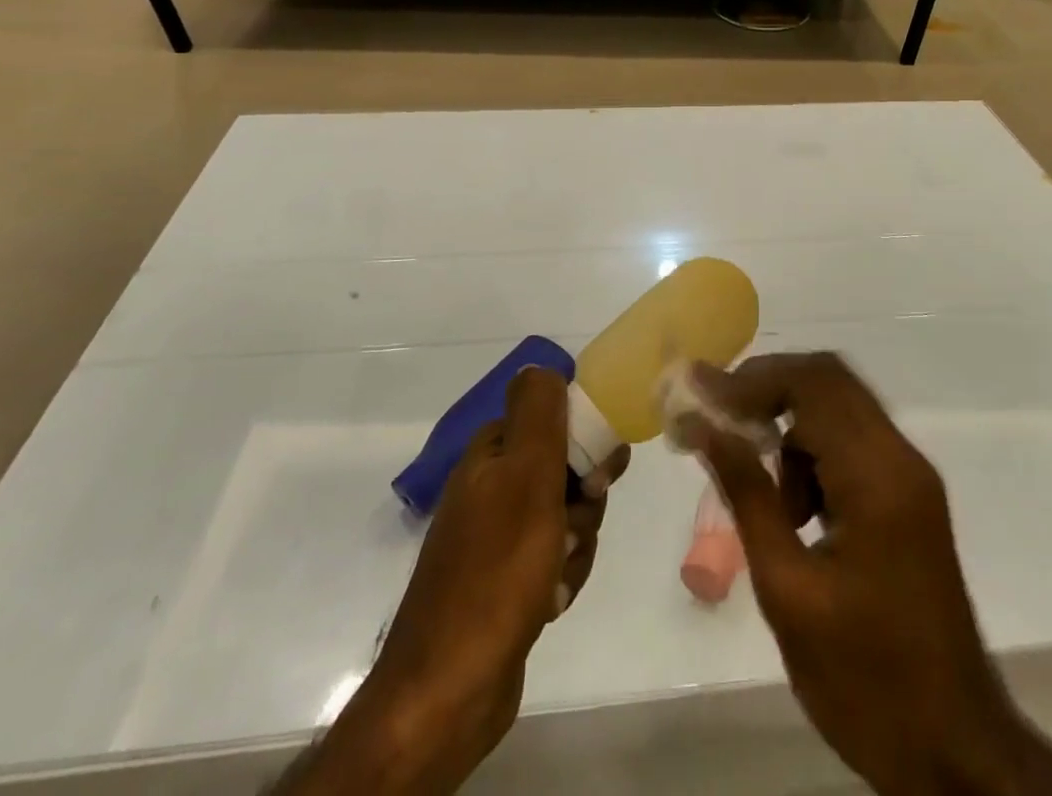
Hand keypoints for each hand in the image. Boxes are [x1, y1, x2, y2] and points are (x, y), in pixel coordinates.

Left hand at [299, 367, 628, 795]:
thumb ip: (537, 414)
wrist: (450, 687)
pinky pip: (555, 560)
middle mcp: (491, 488)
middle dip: (583, 502)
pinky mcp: (506, 582)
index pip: (552, 420)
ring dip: (577, 544)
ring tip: (557, 576)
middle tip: (573, 530)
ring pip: (566, 518)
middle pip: (564, 471)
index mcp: (491, 455)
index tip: (601, 475)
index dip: (584, 441)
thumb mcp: (526, 477)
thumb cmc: (497, 571)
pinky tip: (550, 602)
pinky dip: (563, 577)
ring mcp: (496, 538)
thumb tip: (539, 363)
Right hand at [682, 353, 1051, 795]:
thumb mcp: (788, 590)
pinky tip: (793, 510)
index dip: (750, 379)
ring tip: (757, 485)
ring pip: (838, 409)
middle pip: (828, 381)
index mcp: (878, 476)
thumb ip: (747, 494)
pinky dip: (812, 454)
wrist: (956, 754)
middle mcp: (901, 458)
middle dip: (766, 390)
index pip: (812, 383)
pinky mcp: (909, 498)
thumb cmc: (866, 681)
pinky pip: (852, 444)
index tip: (698, 396)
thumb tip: (704, 425)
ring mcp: (910, 477)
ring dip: (789, 426)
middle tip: (717, 419)